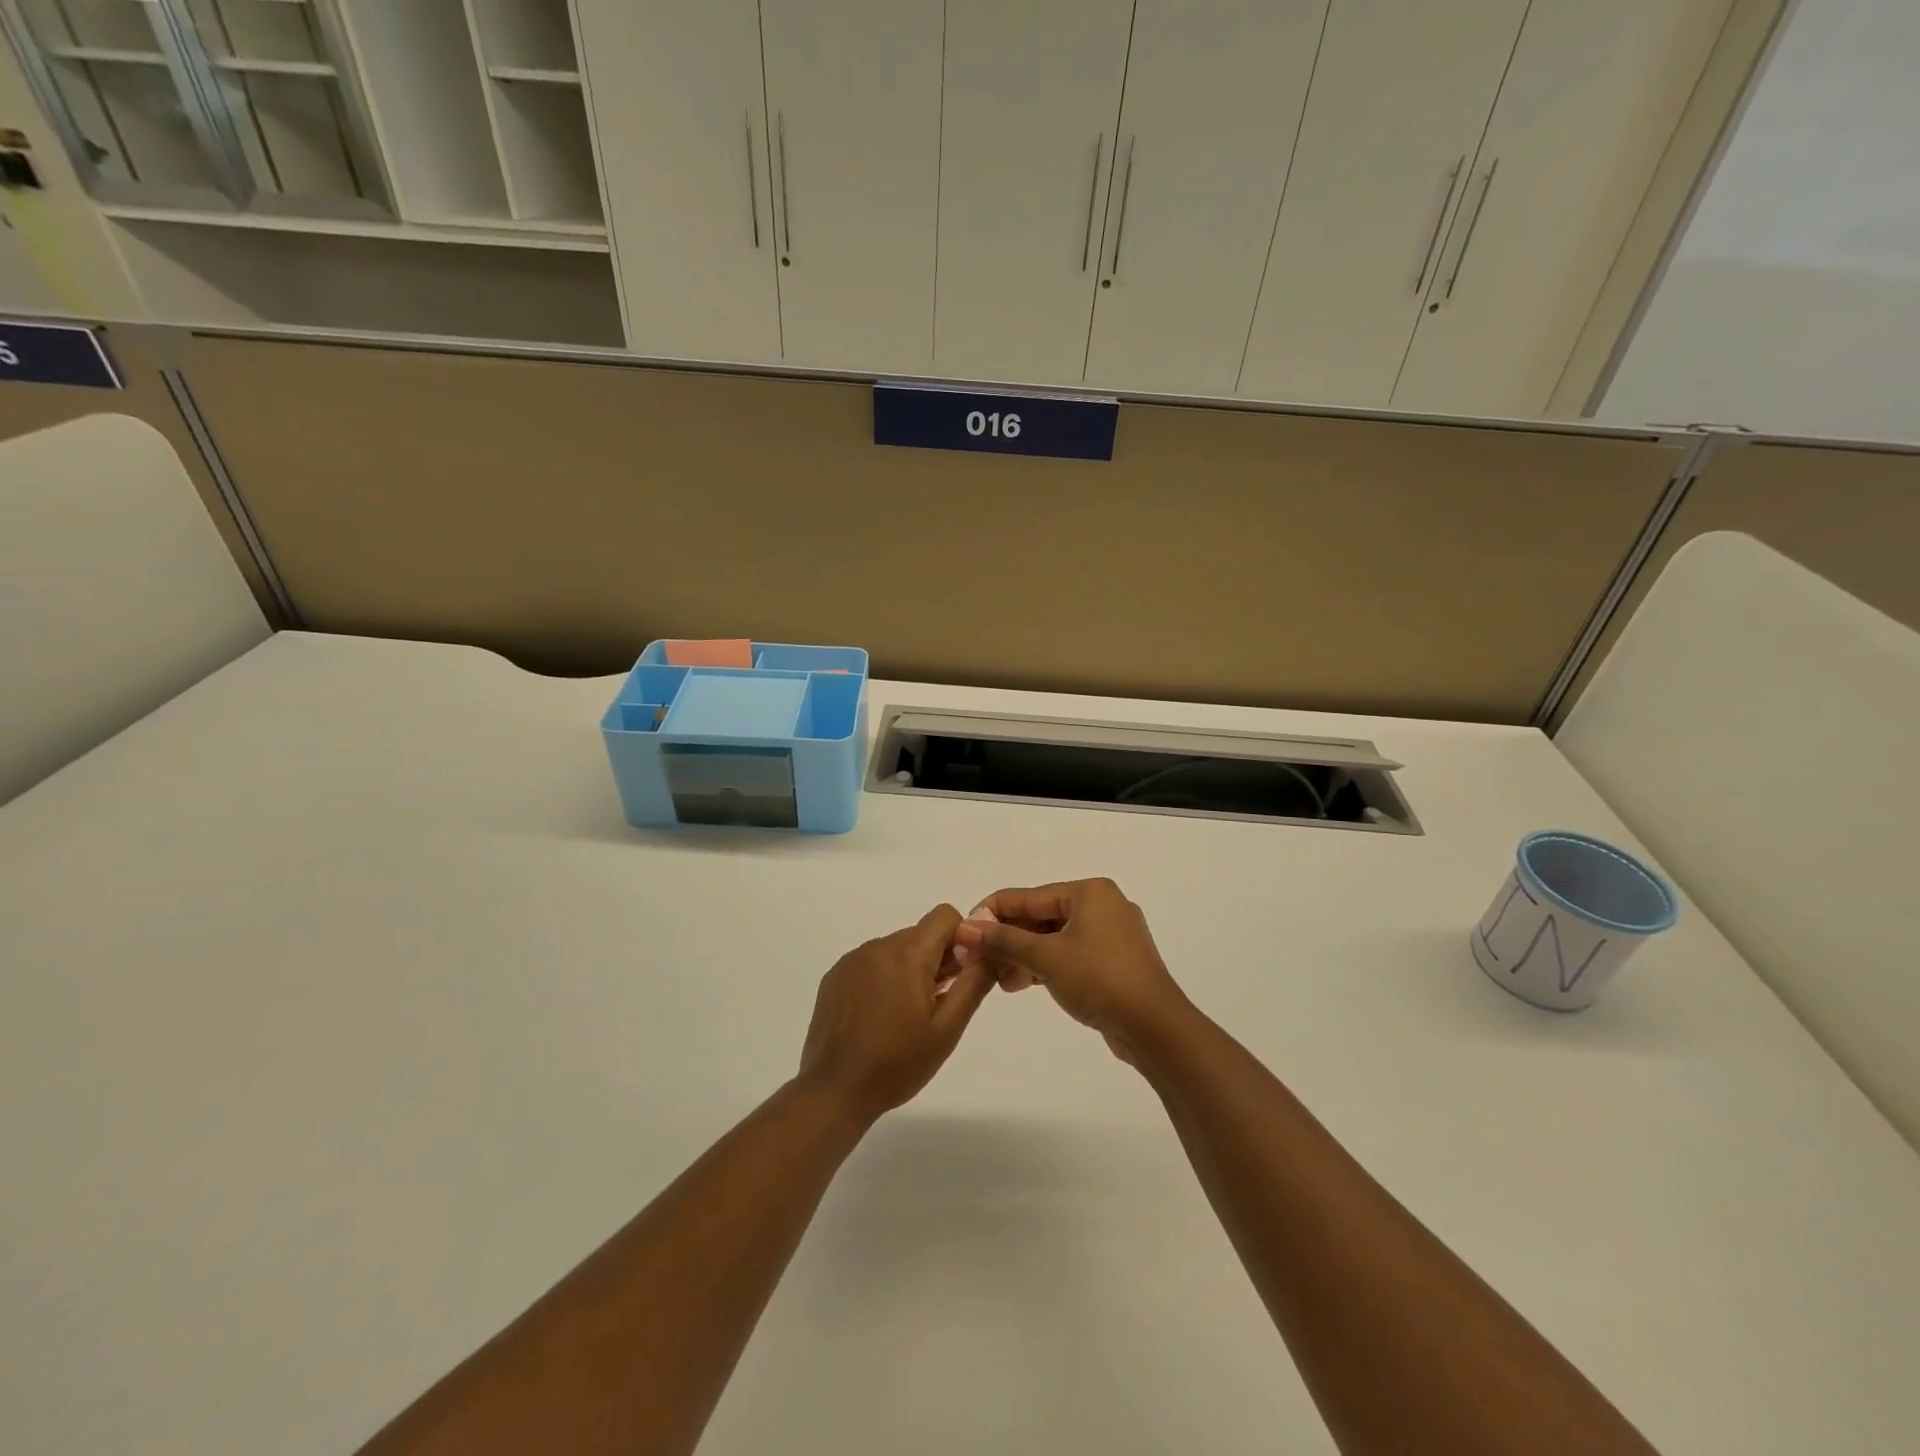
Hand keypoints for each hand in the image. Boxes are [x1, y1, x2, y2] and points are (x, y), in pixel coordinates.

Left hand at [797, 905, 994, 1123]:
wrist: (835, 1091)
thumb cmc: (898, 1063)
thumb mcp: (947, 1028)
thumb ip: (973, 983)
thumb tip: (990, 951)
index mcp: (907, 953)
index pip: (944, 916)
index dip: (961, 938)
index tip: (961, 973)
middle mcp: (877, 946)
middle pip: (920, 934)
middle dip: (936, 958)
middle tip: (938, 1003)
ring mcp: (852, 960)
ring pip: (895, 949)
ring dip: (909, 969)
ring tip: (906, 1015)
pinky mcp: (834, 977)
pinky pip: (870, 963)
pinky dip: (883, 978)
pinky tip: (879, 1016)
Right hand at [951, 879, 1190, 1063]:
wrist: (1155, 1027)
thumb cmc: (1100, 979)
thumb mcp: (1046, 957)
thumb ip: (1004, 940)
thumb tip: (965, 928)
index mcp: (1089, 892)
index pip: (1028, 896)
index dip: (992, 913)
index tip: (963, 932)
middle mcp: (1102, 905)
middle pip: (1041, 917)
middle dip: (1008, 939)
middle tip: (977, 960)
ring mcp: (1111, 935)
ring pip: (1054, 939)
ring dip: (1024, 956)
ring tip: (996, 979)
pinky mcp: (1114, 962)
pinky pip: (1070, 955)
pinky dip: (1045, 966)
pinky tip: (1021, 984)